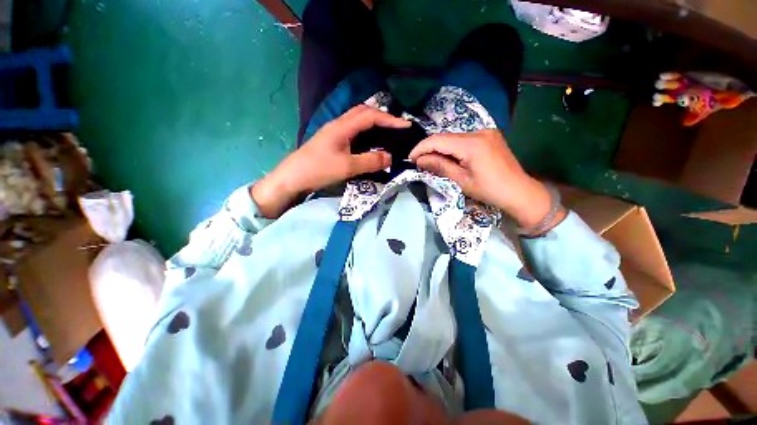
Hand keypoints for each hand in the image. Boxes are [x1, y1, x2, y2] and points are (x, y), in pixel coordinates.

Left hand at [252, 105, 410, 217]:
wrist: (292, 178)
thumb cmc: (318, 170)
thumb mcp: (347, 167)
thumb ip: (370, 161)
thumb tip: (390, 157)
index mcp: (342, 127)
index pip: (370, 116)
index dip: (390, 119)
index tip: (406, 125)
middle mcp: (338, 125)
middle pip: (363, 112)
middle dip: (382, 117)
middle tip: (397, 127)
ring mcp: (334, 132)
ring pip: (357, 121)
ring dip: (373, 123)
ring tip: (387, 133)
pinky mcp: (331, 141)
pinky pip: (353, 131)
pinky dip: (365, 133)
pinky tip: (370, 142)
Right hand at [409, 129, 562, 231]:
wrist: (520, 191)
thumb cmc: (489, 190)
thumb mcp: (461, 180)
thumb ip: (440, 166)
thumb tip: (419, 160)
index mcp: (472, 144)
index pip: (438, 140)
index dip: (421, 148)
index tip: (410, 158)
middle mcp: (479, 132)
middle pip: (445, 137)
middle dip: (429, 148)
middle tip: (419, 162)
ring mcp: (486, 132)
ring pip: (454, 137)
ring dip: (440, 148)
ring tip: (431, 161)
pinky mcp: (489, 136)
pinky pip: (464, 139)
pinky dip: (452, 147)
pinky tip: (448, 157)